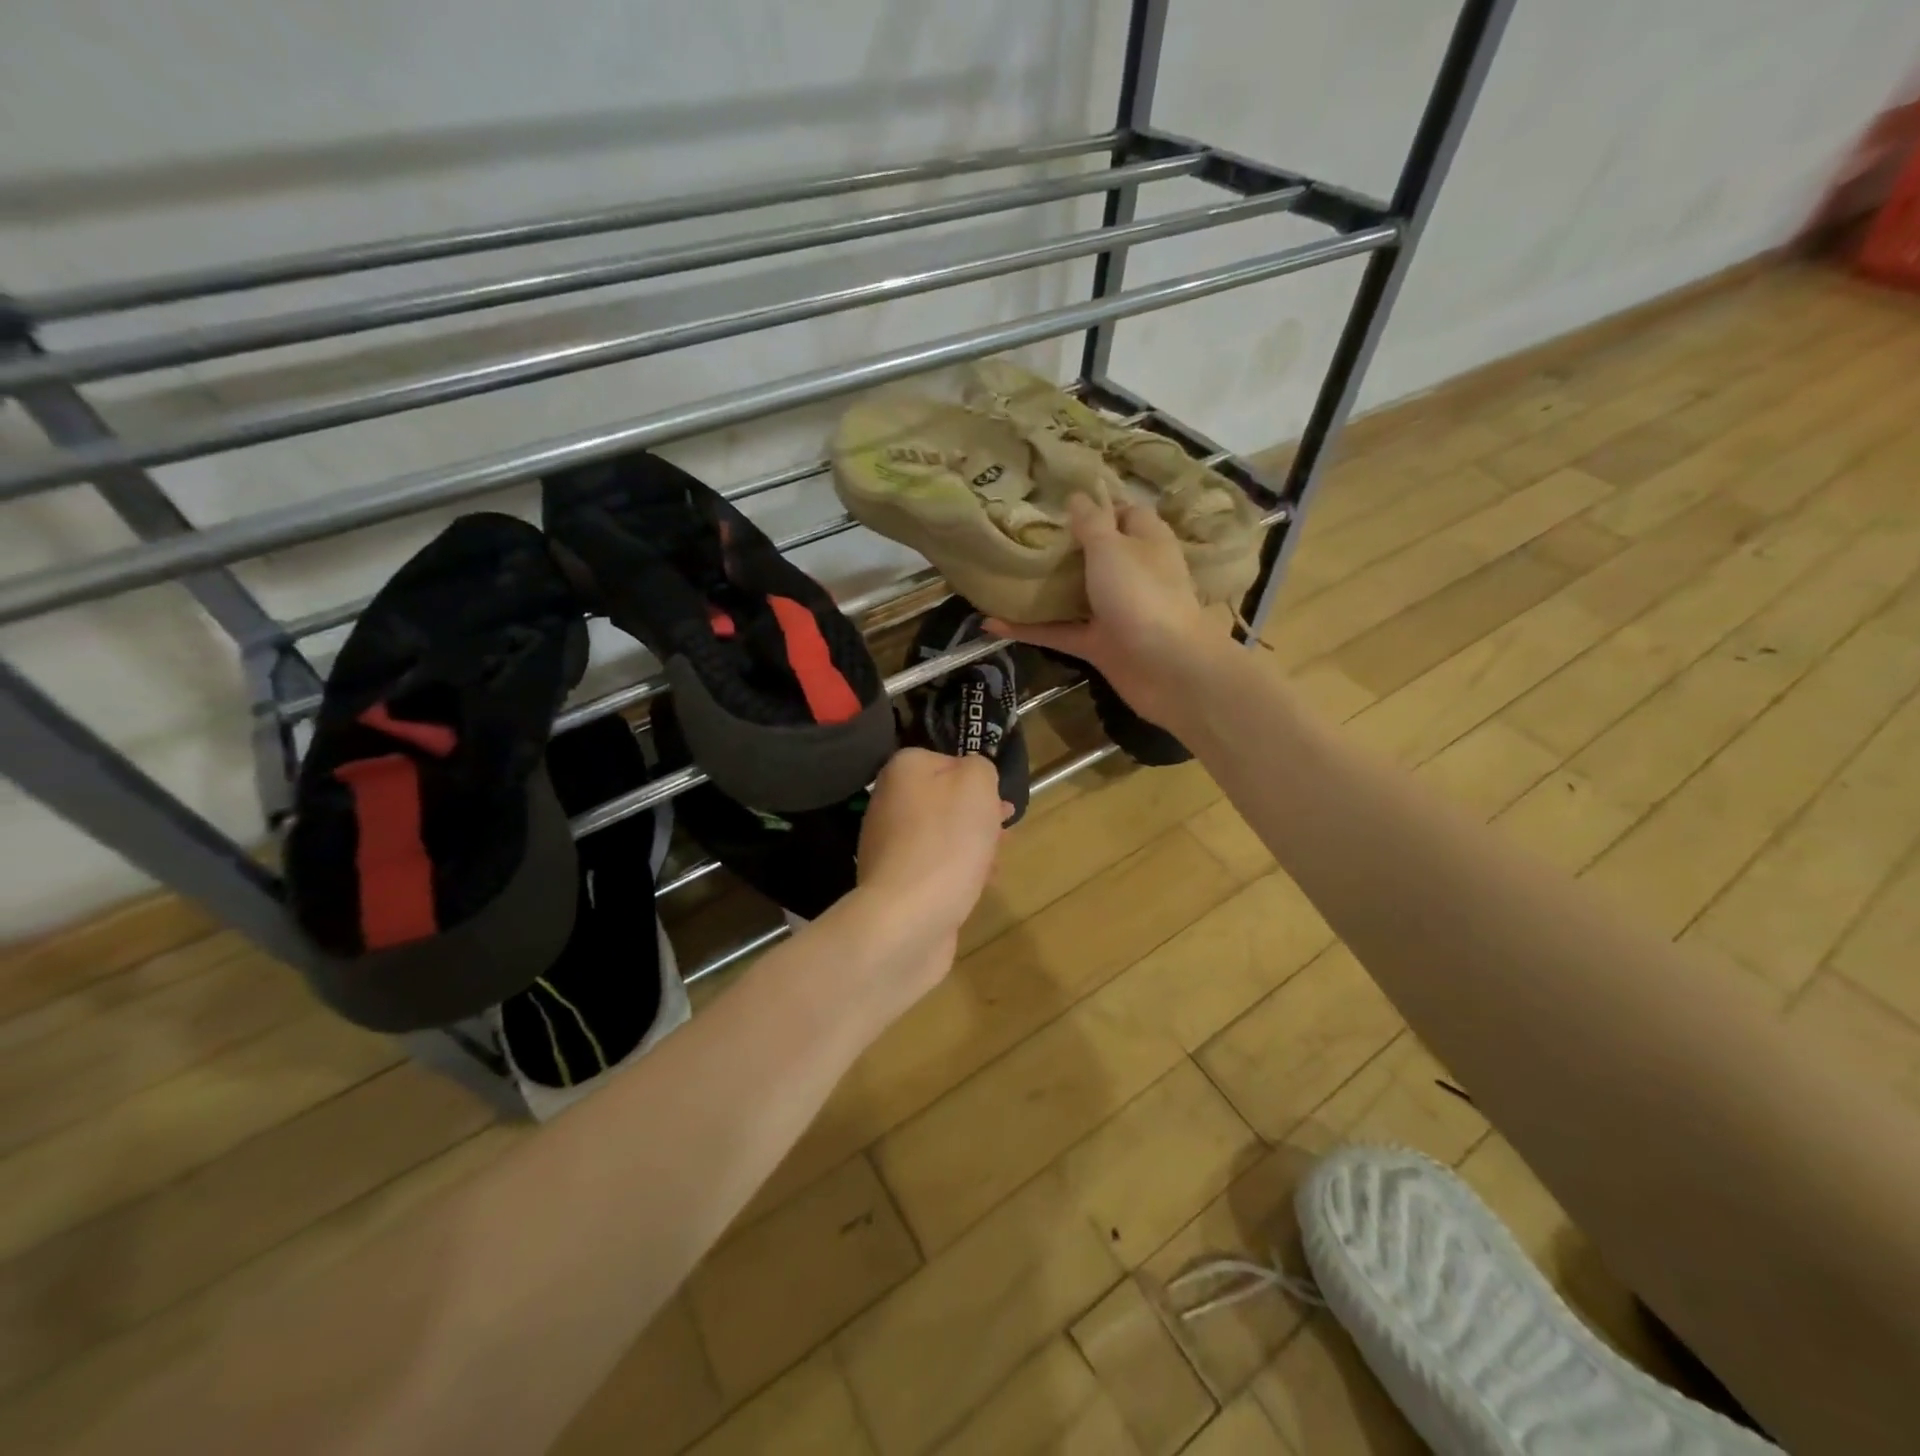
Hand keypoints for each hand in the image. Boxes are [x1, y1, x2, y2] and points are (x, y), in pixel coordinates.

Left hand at [844, 748, 1005, 1003]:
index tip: (1000, 803)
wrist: (908, 917)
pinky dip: (958, 873)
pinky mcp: (895, 882)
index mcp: (903, 770)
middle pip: (944, 801)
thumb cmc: (947, 841)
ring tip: (995, 864)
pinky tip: (978, 887)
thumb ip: (979, 768)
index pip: (947, 762)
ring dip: (972, 846)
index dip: (979, 780)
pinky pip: (934, 867)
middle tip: (1004, 833)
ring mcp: (888, 845)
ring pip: (942, 836)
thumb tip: (972, 777)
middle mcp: (888, 802)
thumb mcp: (977, 784)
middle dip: (978, 817)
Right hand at [988, 493, 1227, 730]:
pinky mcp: (1099, 645)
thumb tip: (1077, 496)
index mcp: (1146, 542)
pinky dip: (1029, 629)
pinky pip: (1058, 632)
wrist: (1168, 668)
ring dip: (1043, 588)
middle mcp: (1132, 574)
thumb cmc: (1142, 595)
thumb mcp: (1112, 548)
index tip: (1057, 500)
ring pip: (1074, 595)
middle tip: (1020, 533)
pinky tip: (992, 623)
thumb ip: (1091, 523)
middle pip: (1096, 554)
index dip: (1096, 505)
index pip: (1124, 513)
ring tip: (1002, 573)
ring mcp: (1115, 612)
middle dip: (1062, 546)